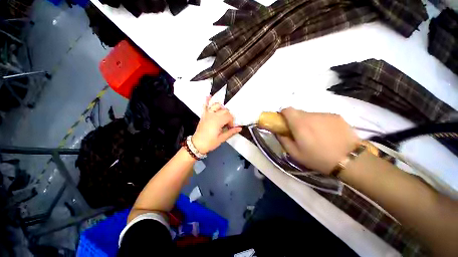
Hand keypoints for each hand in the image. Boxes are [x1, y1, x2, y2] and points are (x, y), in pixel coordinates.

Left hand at [191, 97, 241, 153]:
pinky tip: (208, 96)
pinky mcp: (203, 115)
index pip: (229, 116)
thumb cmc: (210, 142)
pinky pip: (205, 106)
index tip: (230, 127)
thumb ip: (231, 132)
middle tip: (227, 124)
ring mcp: (207, 114)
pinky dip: (207, 101)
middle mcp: (213, 115)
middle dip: (228, 116)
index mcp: (218, 121)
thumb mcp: (222, 139)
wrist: (197, 144)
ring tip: (222, 114)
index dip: (232, 122)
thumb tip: (240, 128)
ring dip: (221, 108)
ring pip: (216, 105)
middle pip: (224, 110)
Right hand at [277, 108, 359, 174]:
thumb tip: (278, 132)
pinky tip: (326, 133)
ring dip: (308, 121)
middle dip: (295, 120)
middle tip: (300, 132)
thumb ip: (283, 140)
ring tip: (315, 134)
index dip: (283, 114)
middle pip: (298, 112)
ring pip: (310, 114)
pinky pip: (322, 116)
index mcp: (299, 124)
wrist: (350, 160)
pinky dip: (319, 122)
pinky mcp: (336, 116)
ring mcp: (325, 114)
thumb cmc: (318, 158)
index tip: (285, 123)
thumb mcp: (295, 154)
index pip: (287, 110)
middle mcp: (311, 115)